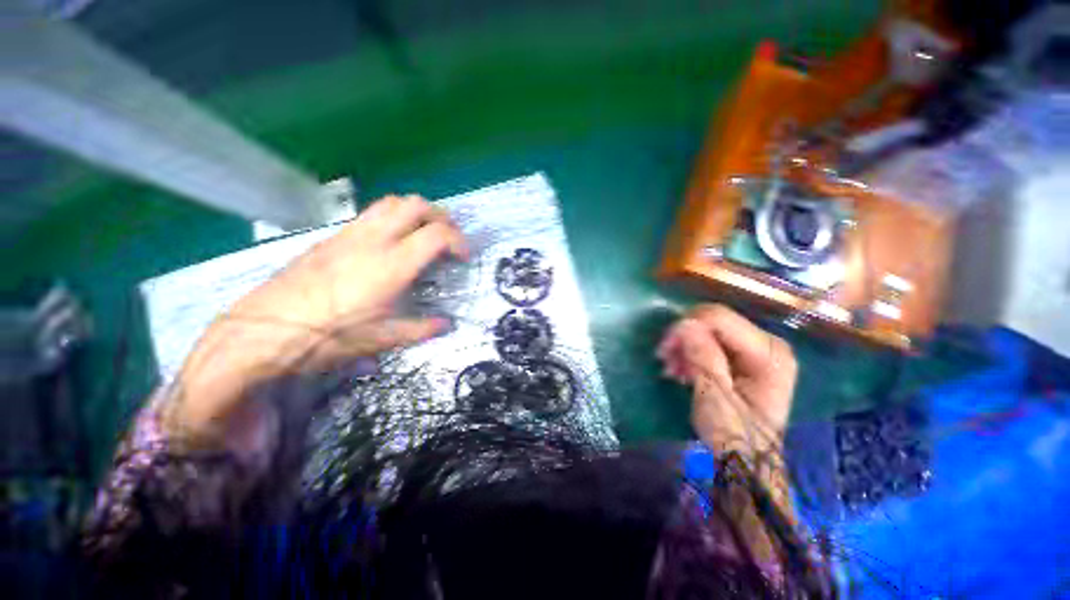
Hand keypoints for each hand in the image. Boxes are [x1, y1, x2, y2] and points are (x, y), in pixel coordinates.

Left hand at [168, 195, 468, 440]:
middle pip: (416, 205)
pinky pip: (372, 213)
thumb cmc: (329, 335)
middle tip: (448, 237)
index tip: (463, 256)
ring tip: (424, 233)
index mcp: (392, 264)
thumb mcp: (382, 339)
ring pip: (392, 202)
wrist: (265, 328)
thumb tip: (446, 325)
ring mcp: (351, 233)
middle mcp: (374, 240)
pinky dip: (393, 217)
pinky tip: (392, 242)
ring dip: (416, 212)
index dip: (458, 240)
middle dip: (440, 216)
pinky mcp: (334, 236)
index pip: (437, 234)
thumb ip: (421, 329)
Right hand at [657, 304, 796, 453]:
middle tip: (664, 357)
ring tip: (672, 368)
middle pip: (715, 321)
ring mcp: (759, 349)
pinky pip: (713, 341)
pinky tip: (682, 369)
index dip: (687, 326)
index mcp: (768, 352)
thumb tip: (684, 323)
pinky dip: (693, 351)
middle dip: (684, 336)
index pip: (720, 319)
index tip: (665, 347)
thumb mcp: (714, 394)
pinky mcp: (747, 356)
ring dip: (685, 345)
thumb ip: (702, 355)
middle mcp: (768, 343)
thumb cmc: (732, 431)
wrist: (746, 458)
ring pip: (710, 329)